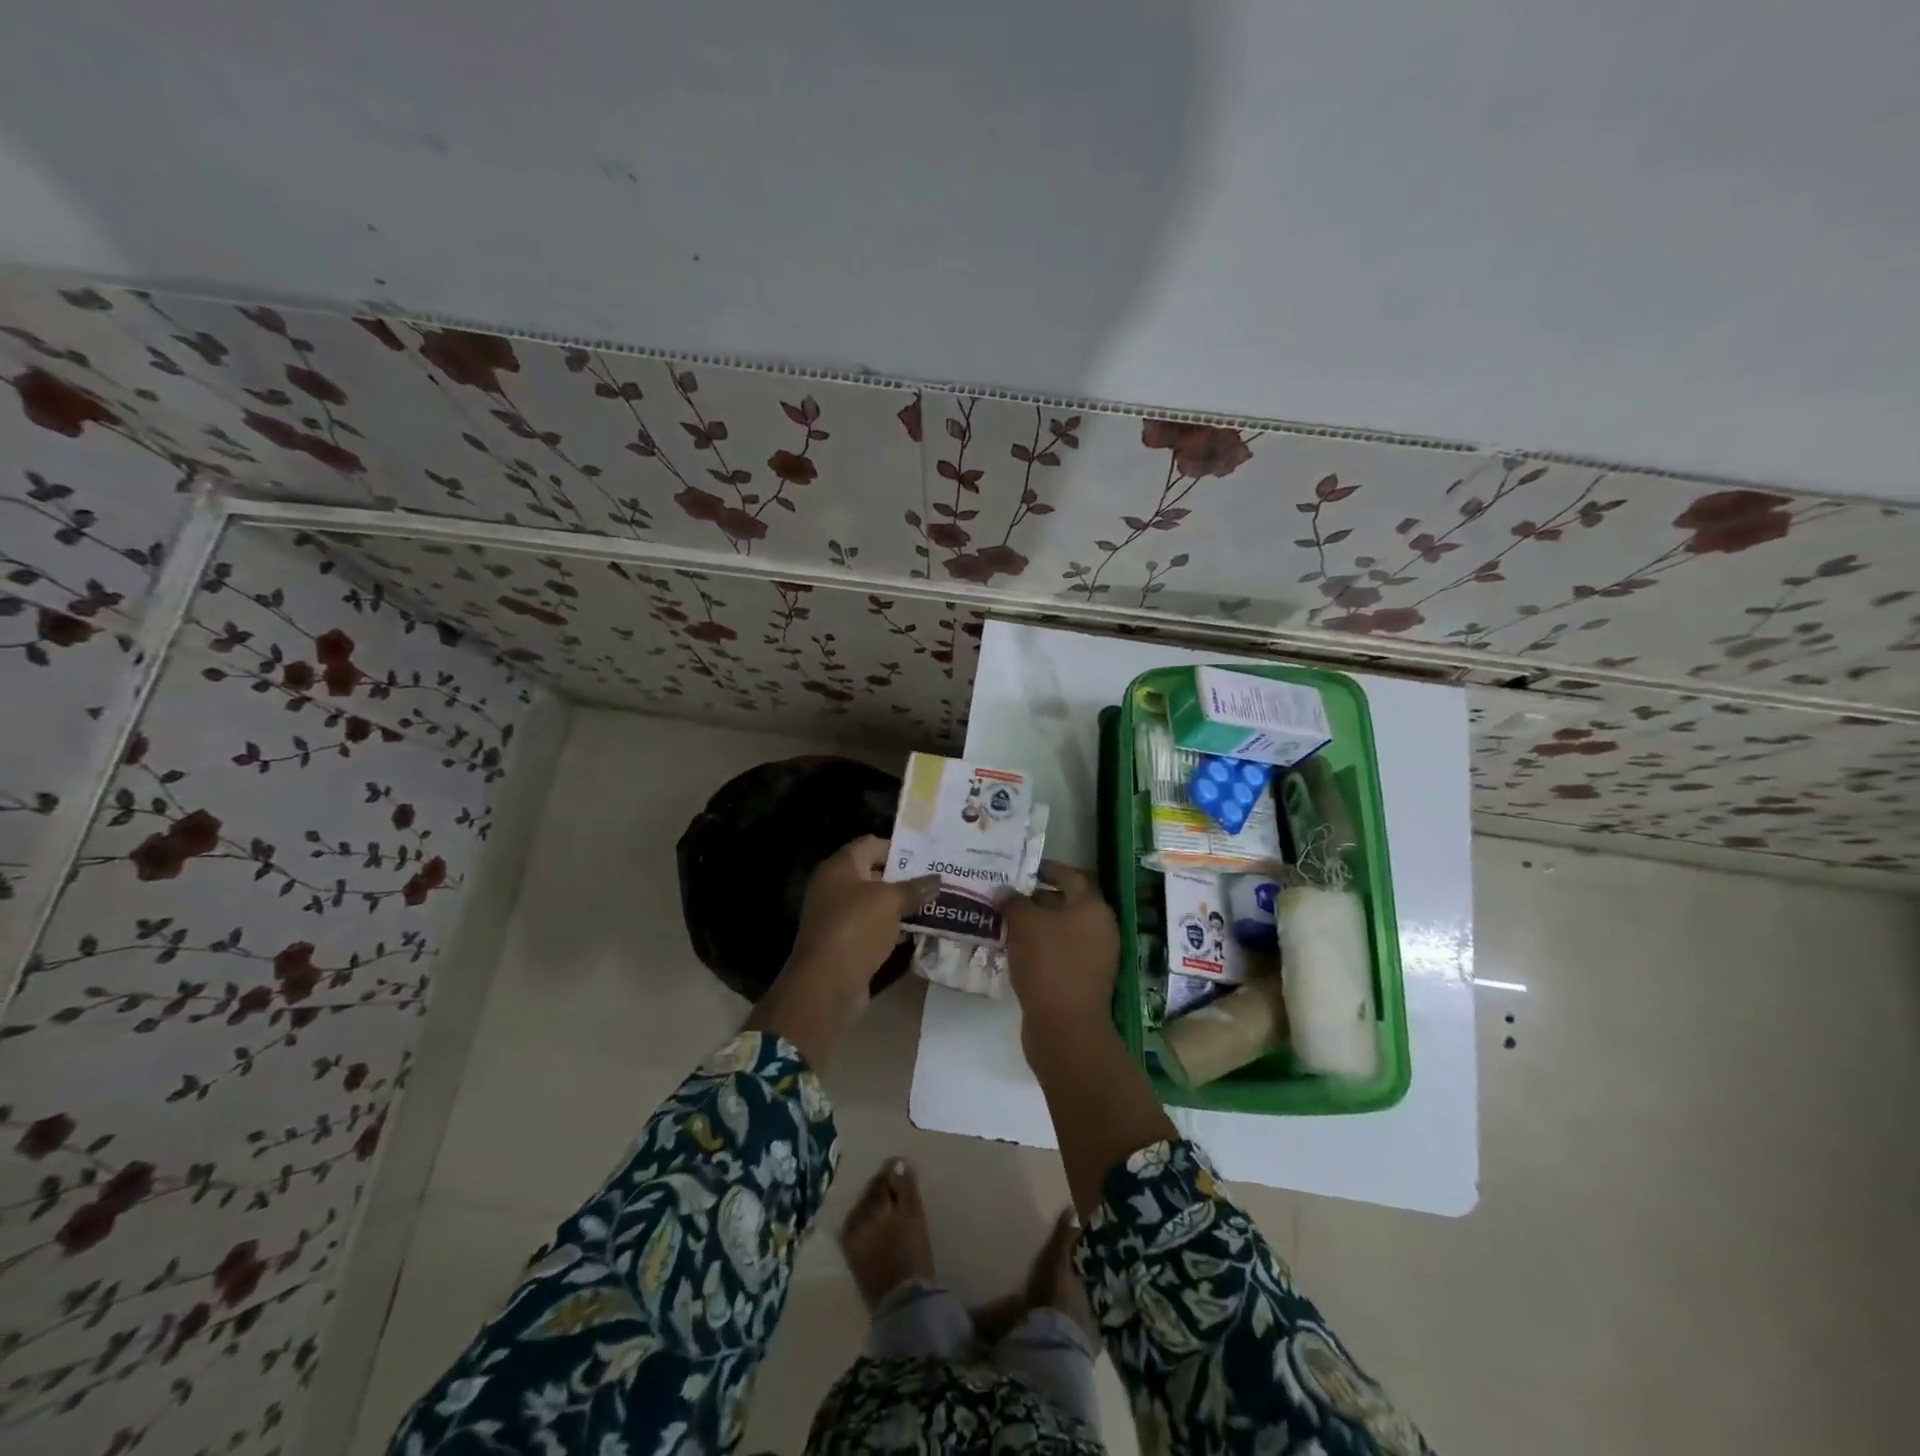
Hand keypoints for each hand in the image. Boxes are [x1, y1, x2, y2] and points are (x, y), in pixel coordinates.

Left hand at [786, 834, 938, 992]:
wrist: (826, 985)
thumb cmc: (856, 929)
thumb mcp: (890, 902)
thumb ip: (915, 888)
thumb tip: (937, 880)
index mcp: (840, 867)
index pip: (871, 844)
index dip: (899, 847)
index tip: (928, 856)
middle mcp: (836, 888)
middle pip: (875, 874)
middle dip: (906, 878)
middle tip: (938, 881)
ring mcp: (839, 918)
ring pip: (877, 904)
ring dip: (903, 906)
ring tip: (937, 905)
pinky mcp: (846, 944)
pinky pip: (875, 929)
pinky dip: (895, 929)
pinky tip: (921, 932)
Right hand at [1005, 862, 1120, 1047]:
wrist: (1066, 1027)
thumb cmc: (1049, 963)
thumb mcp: (1024, 923)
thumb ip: (1013, 901)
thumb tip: (1005, 891)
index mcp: (1093, 907)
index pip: (1071, 875)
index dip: (1047, 869)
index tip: (1021, 868)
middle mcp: (1100, 928)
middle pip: (1067, 903)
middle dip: (1036, 898)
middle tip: (1006, 896)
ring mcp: (1095, 957)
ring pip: (1061, 930)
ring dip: (1035, 924)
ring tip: (1004, 921)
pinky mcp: (1082, 980)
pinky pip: (1059, 953)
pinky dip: (1039, 947)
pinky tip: (1014, 949)